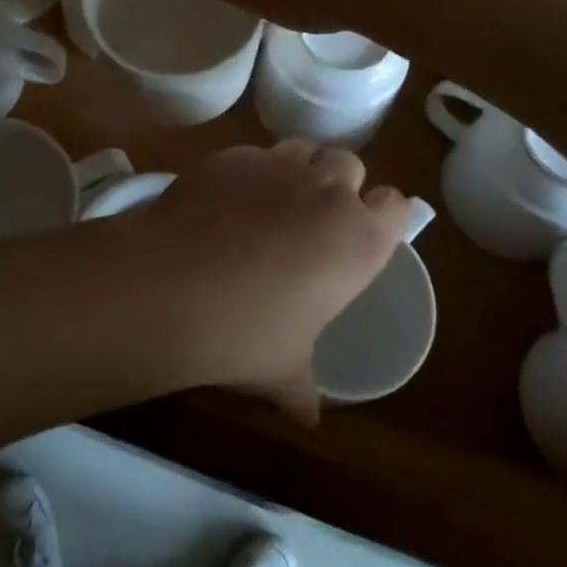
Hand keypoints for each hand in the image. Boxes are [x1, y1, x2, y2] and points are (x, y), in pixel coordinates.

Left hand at [125, 140, 412, 423]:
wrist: (171, 286)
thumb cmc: (245, 334)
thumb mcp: (283, 369)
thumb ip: (303, 388)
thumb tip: (308, 418)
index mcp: (359, 240)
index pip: (396, 205)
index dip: (383, 214)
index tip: (367, 228)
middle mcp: (327, 191)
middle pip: (350, 165)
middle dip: (339, 184)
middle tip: (315, 215)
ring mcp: (277, 164)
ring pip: (304, 148)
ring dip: (299, 167)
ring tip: (274, 199)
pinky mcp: (232, 154)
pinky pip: (255, 153)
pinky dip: (252, 170)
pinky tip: (228, 198)